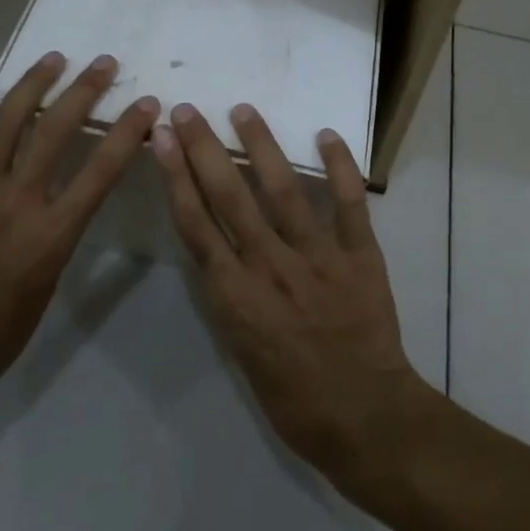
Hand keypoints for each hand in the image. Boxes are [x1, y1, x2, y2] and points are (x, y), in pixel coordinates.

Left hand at [0, 52, 158, 419]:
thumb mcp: (48, 285)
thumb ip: (61, 232)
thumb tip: (70, 196)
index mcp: (50, 234)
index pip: (100, 171)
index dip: (127, 132)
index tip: (146, 104)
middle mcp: (16, 200)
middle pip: (55, 131)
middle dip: (84, 90)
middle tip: (103, 62)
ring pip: (7, 120)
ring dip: (33, 83)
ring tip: (53, 58)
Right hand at [154, 102, 435, 496]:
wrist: (366, 420)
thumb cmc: (295, 400)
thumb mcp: (241, 353)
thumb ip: (228, 297)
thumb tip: (214, 252)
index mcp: (236, 296)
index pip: (196, 223)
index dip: (176, 177)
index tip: (162, 139)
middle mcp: (271, 266)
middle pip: (229, 196)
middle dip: (204, 149)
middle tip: (188, 110)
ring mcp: (317, 257)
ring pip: (283, 190)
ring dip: (261, 145)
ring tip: (242, 110)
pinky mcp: (360, 255)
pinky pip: (350, 203)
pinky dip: (340, 167)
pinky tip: (326, 134)